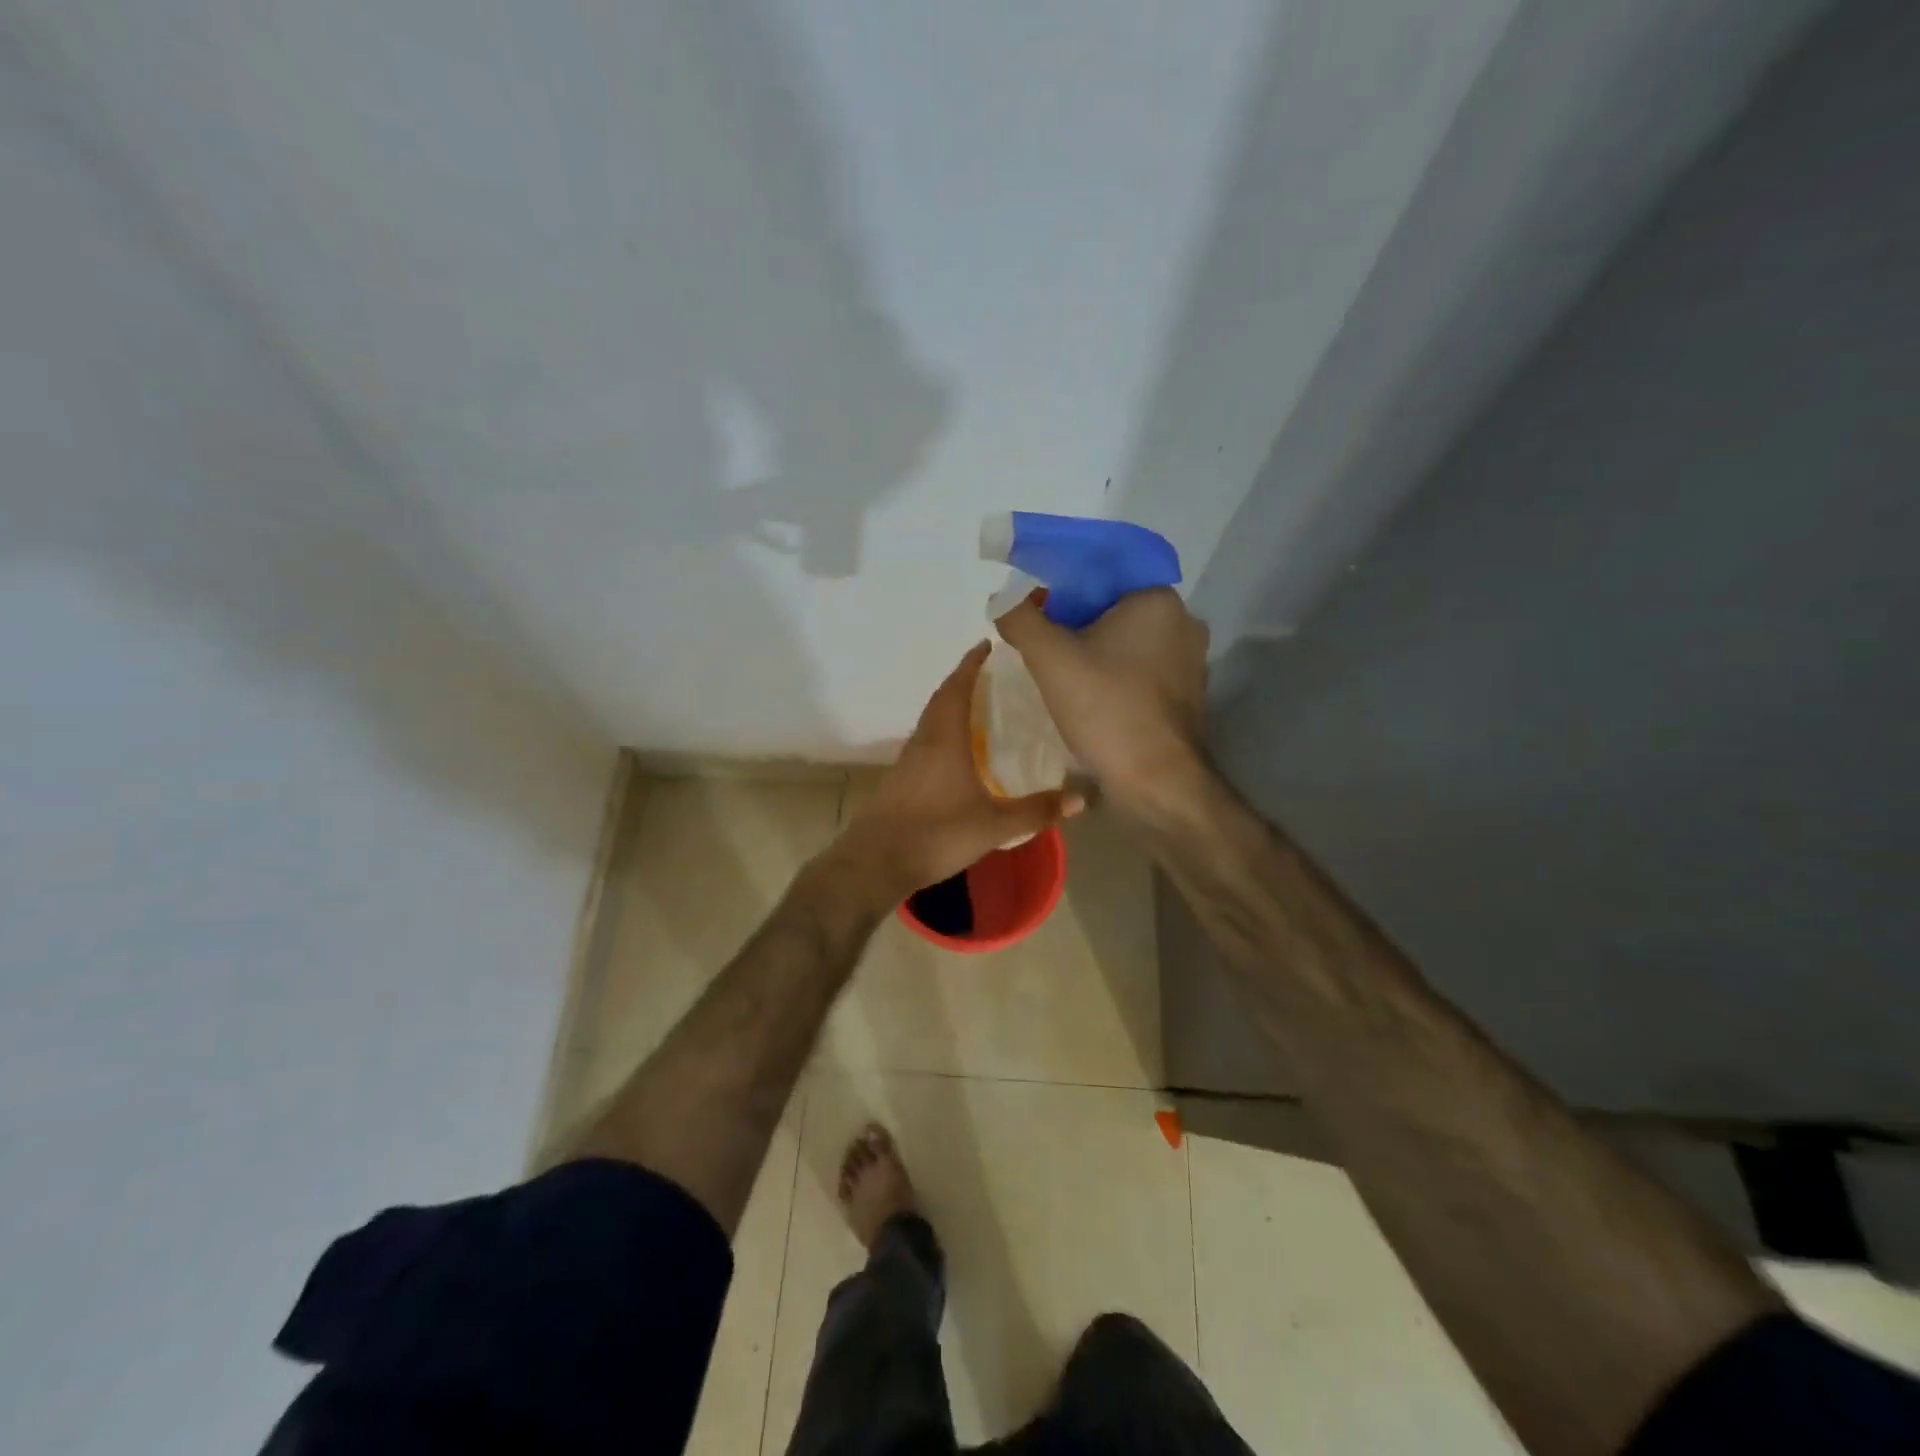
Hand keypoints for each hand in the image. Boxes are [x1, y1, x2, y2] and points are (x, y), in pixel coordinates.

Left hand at [836, 641, 1081, 901]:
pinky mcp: (900, 780)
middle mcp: (923, 741)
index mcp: (944, 739)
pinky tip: (960, 753)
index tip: (987, 645)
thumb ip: (1037, 811)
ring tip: (980, 708)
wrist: (876, 861)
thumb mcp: (994, 825)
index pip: (957, 688)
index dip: (971, 664)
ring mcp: (908, 761)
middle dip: (963, 681)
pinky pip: (926, 742)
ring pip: (931, 721)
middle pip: (942, 699)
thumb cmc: (936, 833)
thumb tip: (1082, 798)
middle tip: (991, 674)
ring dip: (951, 706)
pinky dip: (943, 733)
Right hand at [994, 588, 1209, 813]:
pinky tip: (1090, 700)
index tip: (1034, 613)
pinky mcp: (1187, 696)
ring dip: (1095, 653)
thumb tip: (1004, 600)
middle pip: (1114, 609)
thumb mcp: (1050, 658)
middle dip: (1075, 624)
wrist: (1158, 783)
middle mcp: (1183, 622)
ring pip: (1128, 643)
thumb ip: (1021, 619)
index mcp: (1157, 599)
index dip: (1061, 588)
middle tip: (1042, 646)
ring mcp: (1190, 662)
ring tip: (1060, 675)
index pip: (1101, 574)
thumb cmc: (1107, 709)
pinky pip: (1141, 673)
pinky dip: (1114, 678)